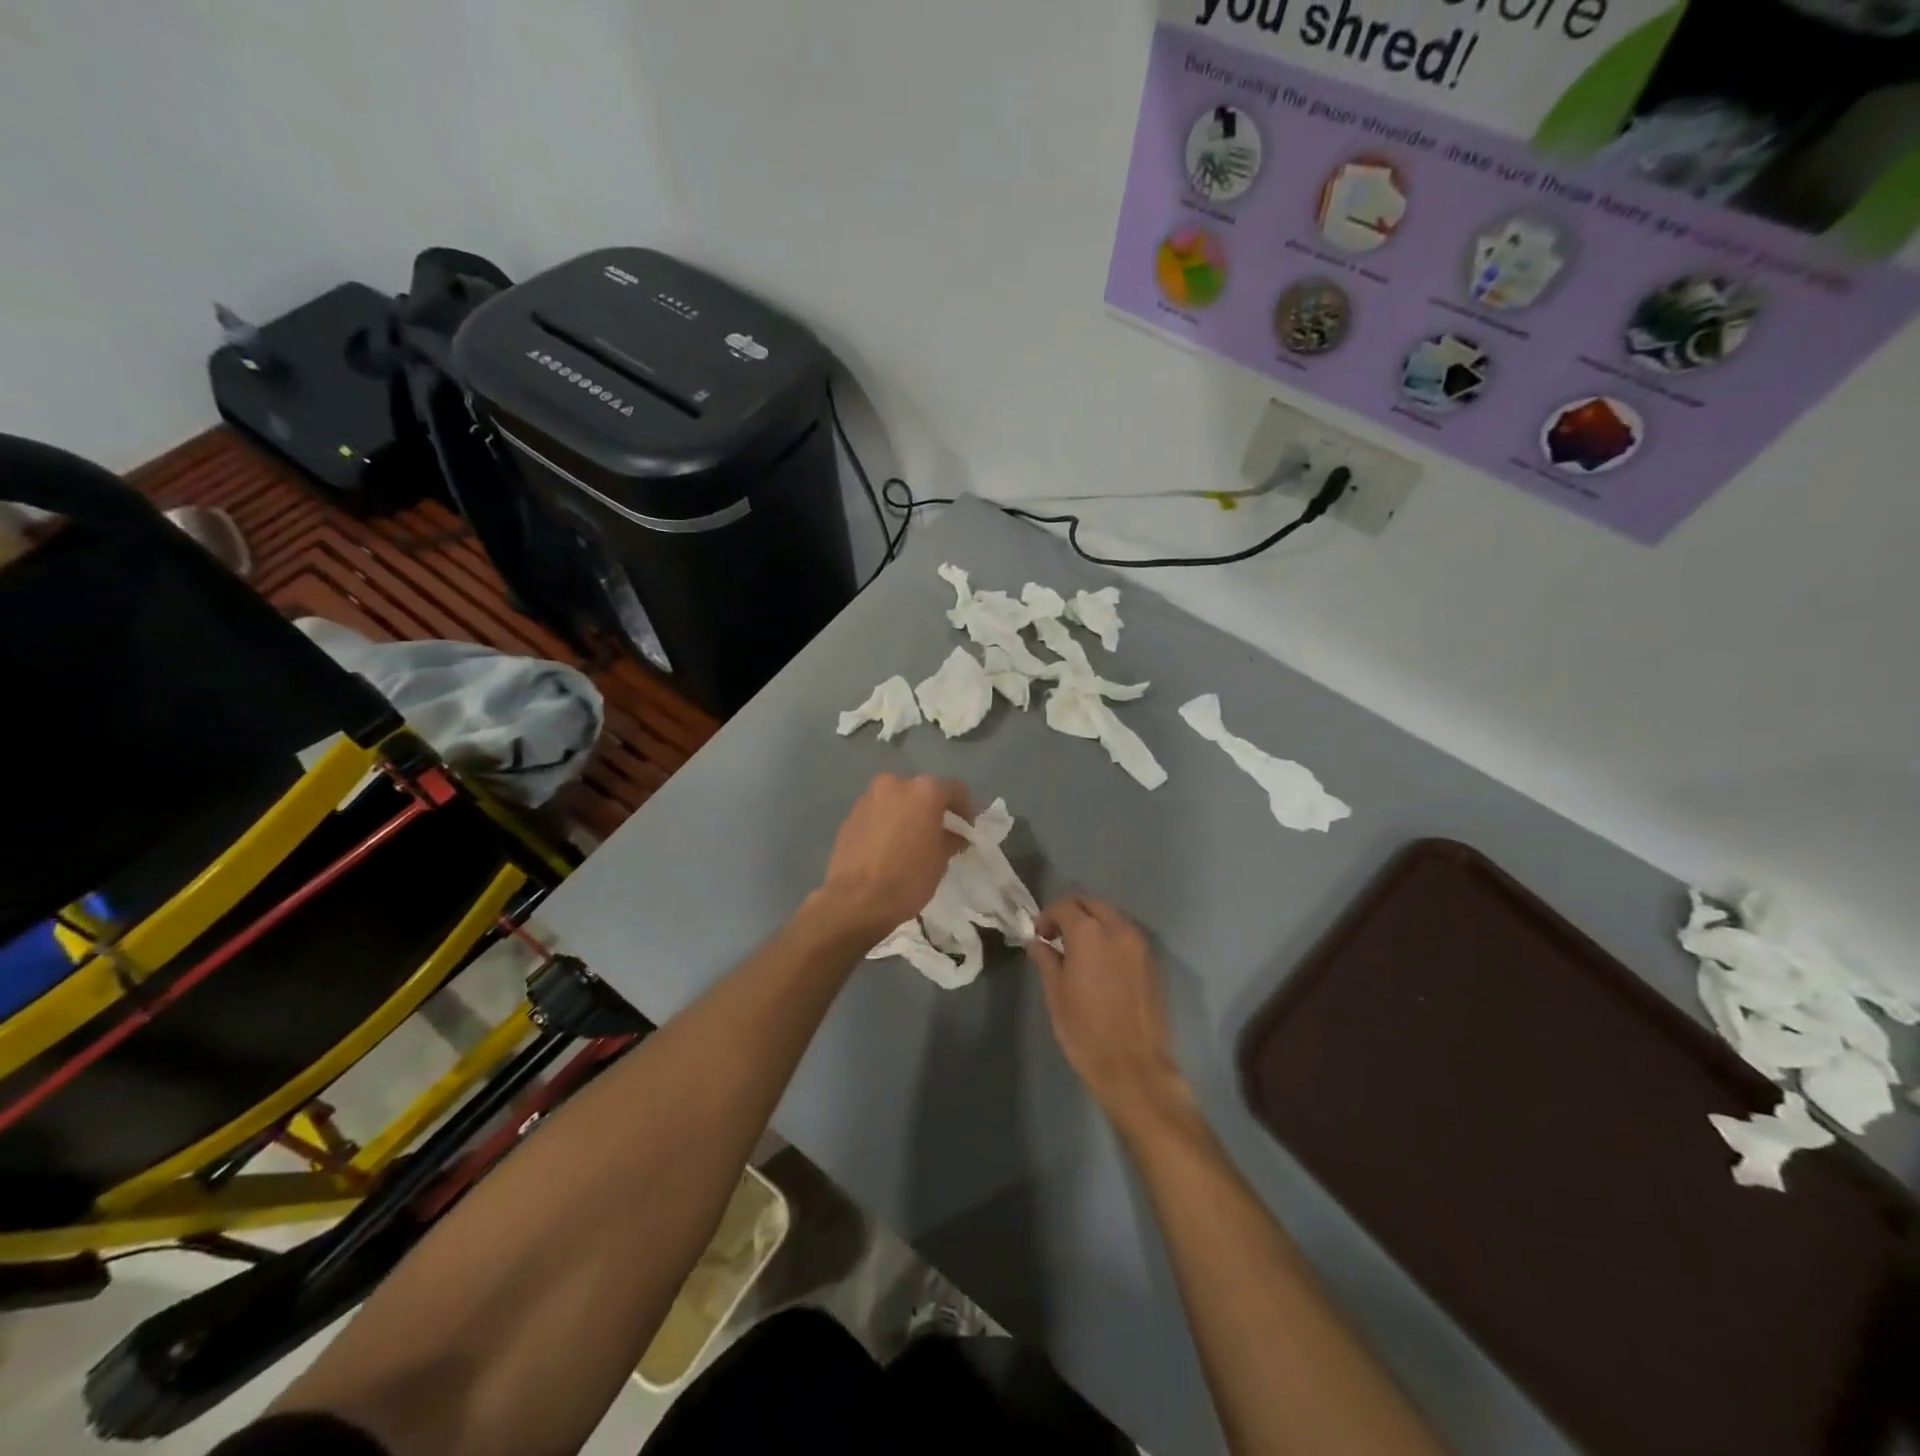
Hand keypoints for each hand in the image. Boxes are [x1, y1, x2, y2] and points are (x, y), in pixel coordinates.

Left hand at [814, 773, 972, 944]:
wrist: (855, 901)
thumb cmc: (908, 878)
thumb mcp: (940, 860)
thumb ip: (951, 838)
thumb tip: (954, 835)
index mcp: (924, 791)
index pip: (955, 789)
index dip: (966, 808)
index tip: (966, 829)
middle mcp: (895, 784)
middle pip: (922, 790)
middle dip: (933, 808)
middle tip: (939, 833)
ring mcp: (869, 798)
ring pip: (897, 800)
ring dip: (907, 814)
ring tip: (911, 840)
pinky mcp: (850, 815)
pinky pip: (877, 813)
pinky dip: (887, 823)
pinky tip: (888, 847)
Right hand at [1028, 896, 1190, 1127]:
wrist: (1134, 1067)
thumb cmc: (1086, 1031)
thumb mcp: (1055, 994)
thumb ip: (1046, 959)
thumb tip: (1038, 942)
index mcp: (1089, 933)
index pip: (1064, 906)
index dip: (1047, 917)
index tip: (1039, 935)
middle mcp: (1118, 929)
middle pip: (1091, 903)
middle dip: (1071, 912)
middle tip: (1056, 936)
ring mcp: (1139, 944)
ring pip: (1111, 916)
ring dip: (1092, 922)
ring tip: (1077, 949)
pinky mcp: (1152, 961)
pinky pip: (1126, 934)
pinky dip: (1109, 936)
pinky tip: (1099, 962)